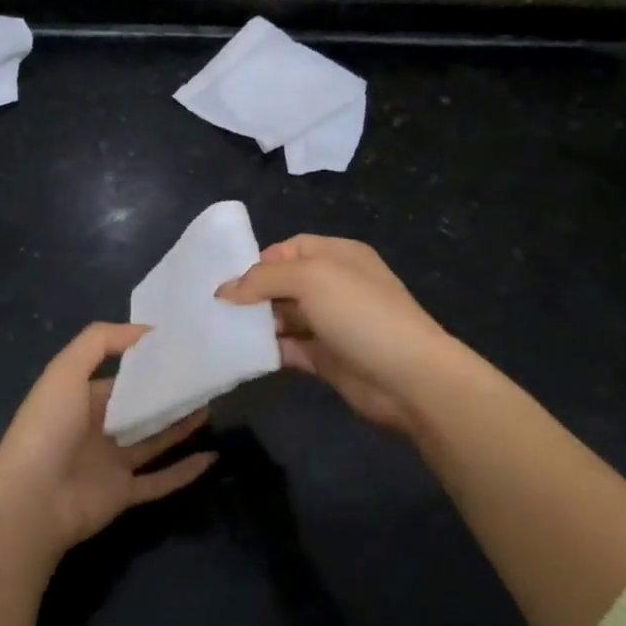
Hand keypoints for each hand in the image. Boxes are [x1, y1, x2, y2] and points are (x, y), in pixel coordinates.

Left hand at [0, 322, 217, 560]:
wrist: (32, 499)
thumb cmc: (49, 427)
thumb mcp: (66, 369)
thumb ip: (101, 341)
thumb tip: (145, 329)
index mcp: (79, 399)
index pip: (118, 377)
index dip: (144, 363)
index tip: (178, 348)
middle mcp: (96, 430)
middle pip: (139, 408)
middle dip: (167, 393)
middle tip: (202, 377)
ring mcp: (110, 464)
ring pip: (154, 440)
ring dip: (181, 426)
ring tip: (210, 405)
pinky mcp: (123, 494)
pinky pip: (160, 480)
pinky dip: (185, 471)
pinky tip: (211, 456)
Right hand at [218, 235, 463, 437]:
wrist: (409, 377)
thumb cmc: (360, 313)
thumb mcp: (310, 279)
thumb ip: (263, 279)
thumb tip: (224, 290)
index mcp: (338, 255)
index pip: (290, 248)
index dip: (260, 261)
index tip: (229, 281)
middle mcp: (335, 285)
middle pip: (284, 283)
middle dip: (253, 294)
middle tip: (217, 308)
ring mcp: (332, 323)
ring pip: (284, 317)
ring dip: (257, 324)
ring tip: (222, 331)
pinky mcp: (327, 358)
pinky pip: (290, 348)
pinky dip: (268, 351)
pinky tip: (242, 355)